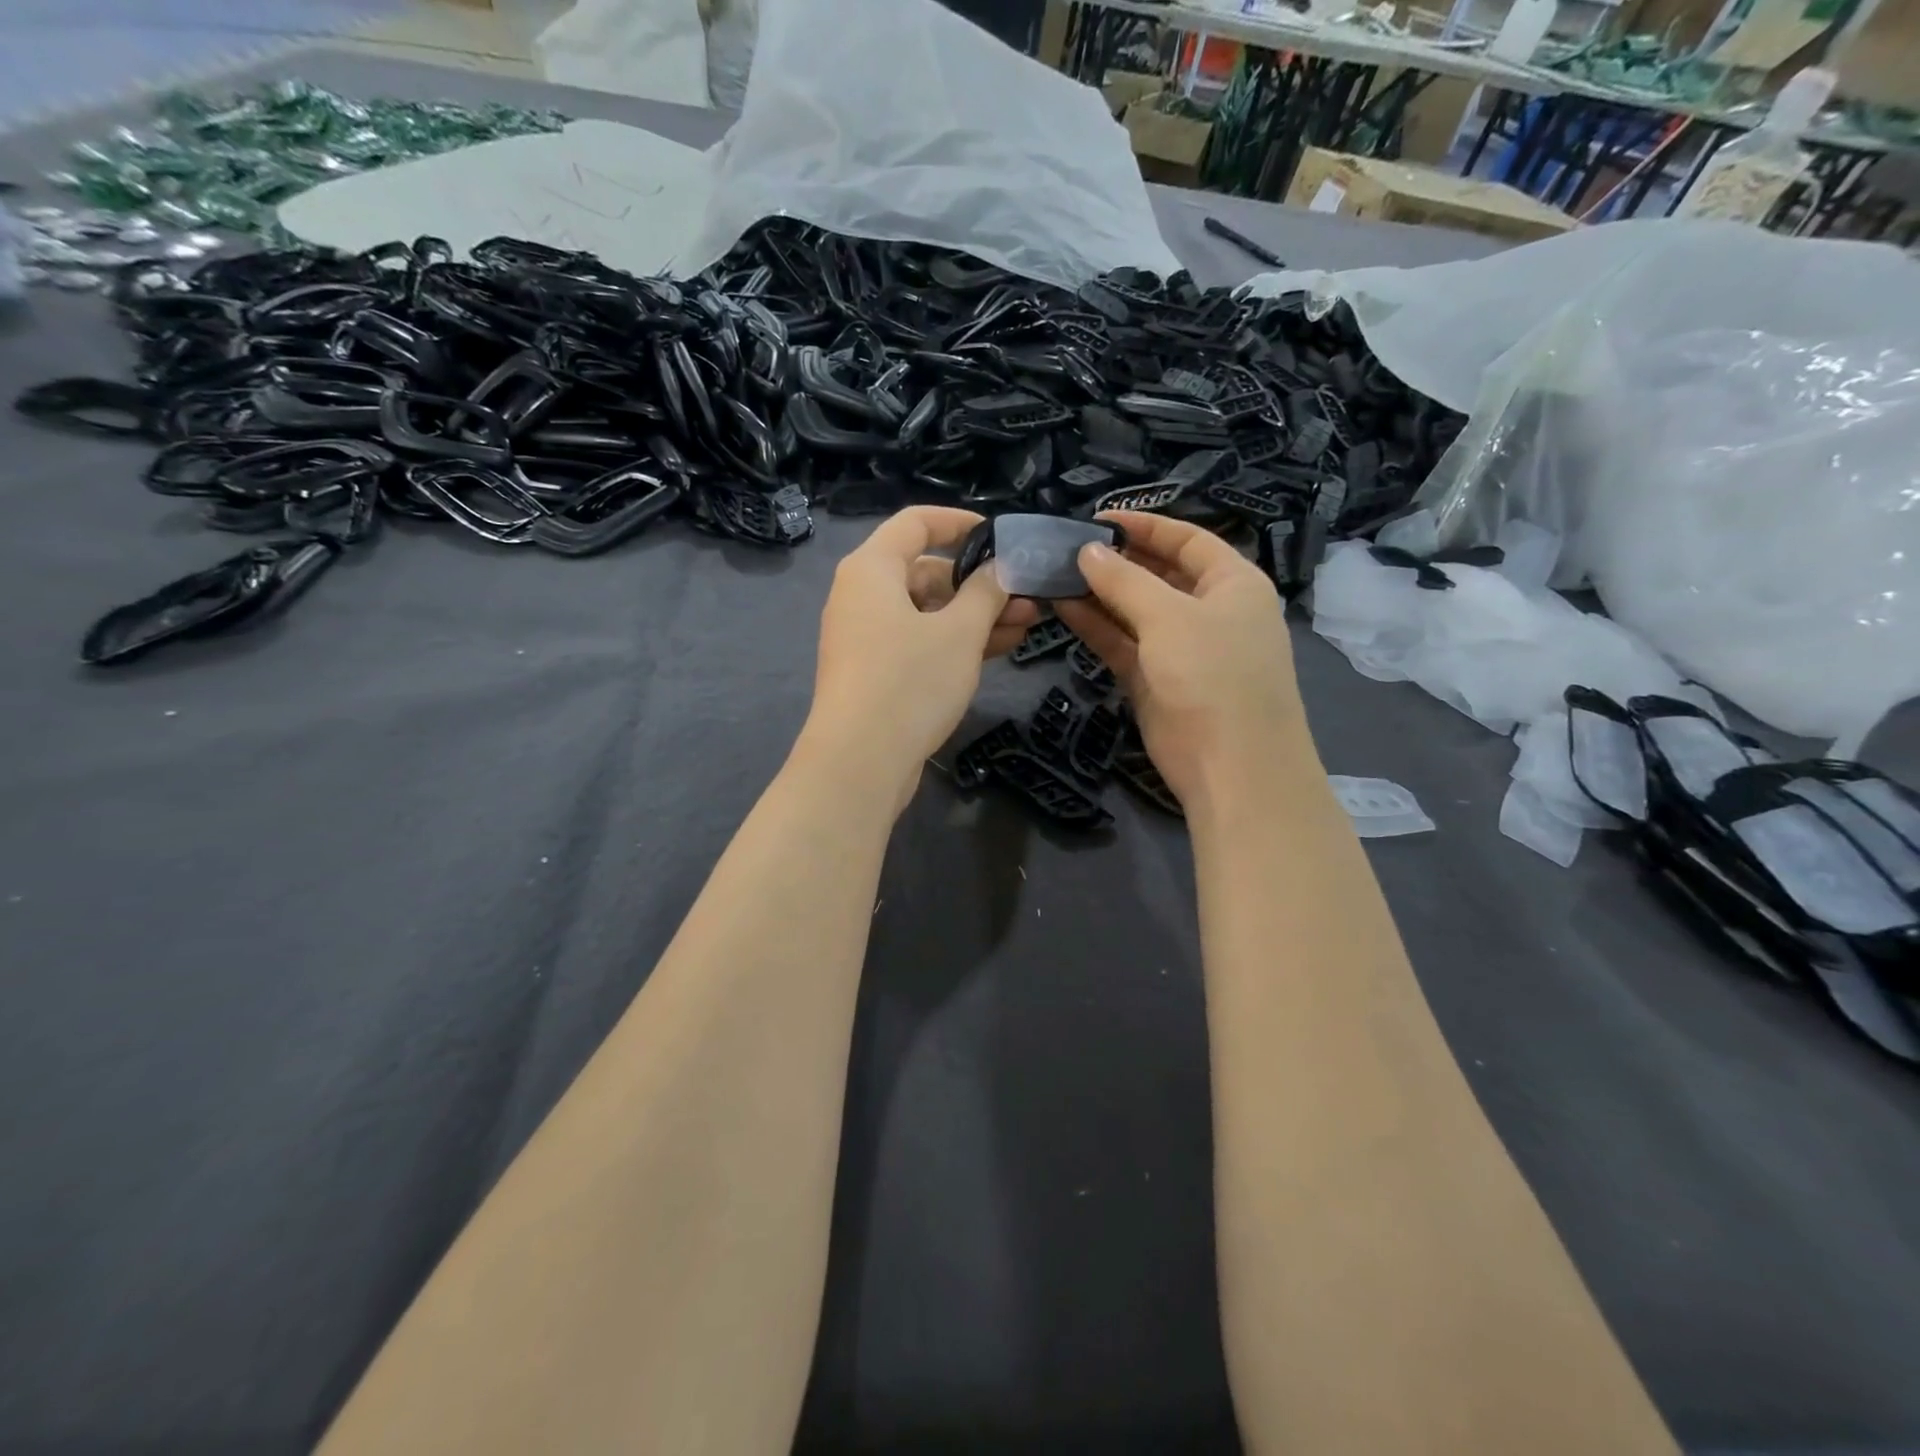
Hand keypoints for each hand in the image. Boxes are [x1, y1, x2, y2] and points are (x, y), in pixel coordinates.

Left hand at [803, 507, 1038, 806]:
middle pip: (925, 572)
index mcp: (872, 569)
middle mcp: (863, 596)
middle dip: (979, 583)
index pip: (916, 523)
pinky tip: (1000, 648)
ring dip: (975, 616)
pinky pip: (919, 642)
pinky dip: (954, 642)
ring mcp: (867, 637)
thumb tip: (1000, 569)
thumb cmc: (910, 682)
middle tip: (1028, 597)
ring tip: (1027, 625)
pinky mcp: (875, 672)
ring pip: (927, 612)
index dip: (960, 522)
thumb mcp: (960, 632)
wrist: (860, 762)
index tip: (1000, 535)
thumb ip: (985, 592)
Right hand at [1054, 511, 1310, 813]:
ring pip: (1134, 610)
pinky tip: (1062, 608)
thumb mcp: (1170, 617)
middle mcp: (1209, 610)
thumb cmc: (1213, 675)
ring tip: (1054, 574)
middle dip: (1115, 561)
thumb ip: (1124, 581)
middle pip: (1158, 573)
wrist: (1232, 766)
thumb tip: (1087, 551)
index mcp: (1233, 583)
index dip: (1144, 525)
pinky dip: (1096, 626)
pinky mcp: (1155, 679)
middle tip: (1066, 548)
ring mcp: (1181, 648)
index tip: (1097, 518)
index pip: (1187, 539)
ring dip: (1098, 594)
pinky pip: (1122, 643)